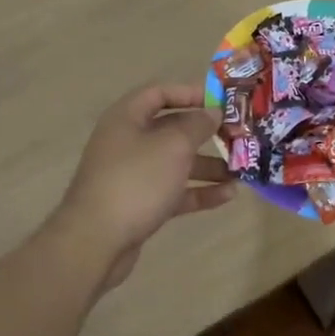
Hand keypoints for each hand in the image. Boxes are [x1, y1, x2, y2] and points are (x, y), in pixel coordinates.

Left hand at [50, 83, 235, 289]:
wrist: (94, 242)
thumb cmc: (135, 181)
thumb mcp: (173, 146)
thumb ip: (197, 125)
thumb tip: (212, 112)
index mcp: (127, 117)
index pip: (160, 93)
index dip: (190, 93)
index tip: (221, 101)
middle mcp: (128, 141)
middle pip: (171, 128)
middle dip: (205, 133)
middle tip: (237, 136)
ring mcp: (132, 175)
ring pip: (175, 162)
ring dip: (207, 165)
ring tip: (240, 171)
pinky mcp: (139, 205)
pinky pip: (173, 191)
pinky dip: (198, 192)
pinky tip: (228, 196)